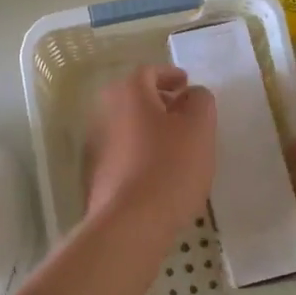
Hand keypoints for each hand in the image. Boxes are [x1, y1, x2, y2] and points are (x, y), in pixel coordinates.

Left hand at [84, 64, 216, 232]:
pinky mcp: (96, 173)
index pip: (149, 71)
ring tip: (176, 145)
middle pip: (135, 97)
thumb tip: (191, 94)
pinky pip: (122, 151)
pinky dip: (140, 152)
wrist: (130, 222)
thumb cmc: (169, 166)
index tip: (187, 85)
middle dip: (160, 102)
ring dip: (150, 128)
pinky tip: (159, 171)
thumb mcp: (199, 127)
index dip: (170, 75)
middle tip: (184, 114)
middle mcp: (104, 111)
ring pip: (128, 125)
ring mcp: (95, 144)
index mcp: (128, 92)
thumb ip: (200, 100)